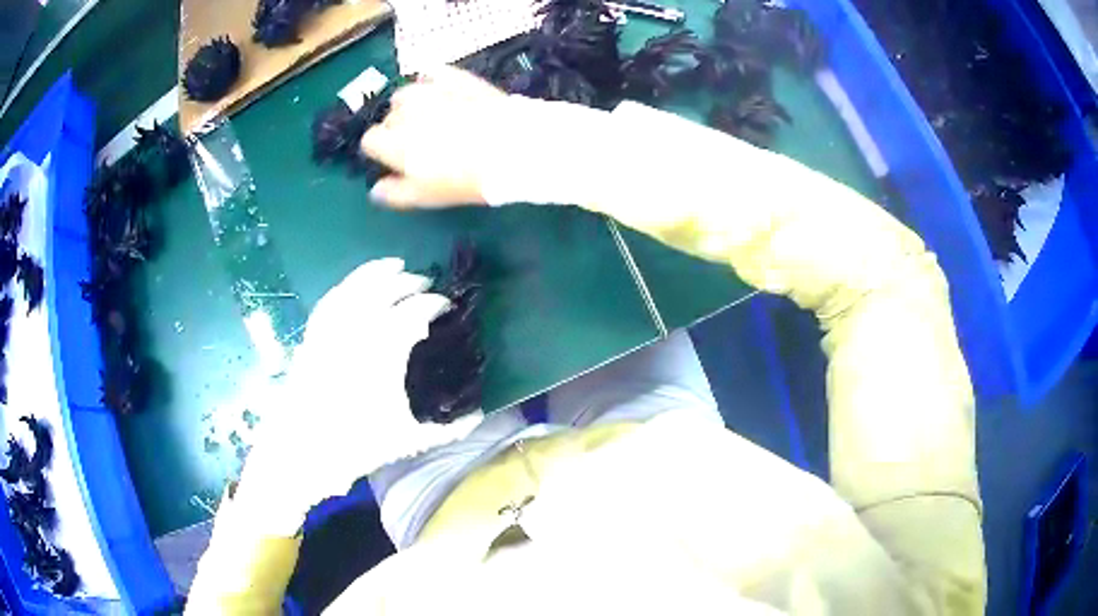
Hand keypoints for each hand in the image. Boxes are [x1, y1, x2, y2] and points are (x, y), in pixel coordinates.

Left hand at [236, 258, 481, 532]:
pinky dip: (346, 287)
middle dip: (409, 282)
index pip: (415, 312)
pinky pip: (331, 300)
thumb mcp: (408, 441)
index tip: (445, 305)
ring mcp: (331, 330)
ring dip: (377, 272)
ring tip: (394, 265)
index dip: (433, 303)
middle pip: (386, 290)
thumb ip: (448, 430)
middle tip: (425, 283)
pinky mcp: (312, 336)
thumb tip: (480, 416)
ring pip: (355, 287)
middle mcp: (357, 331)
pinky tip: (353, 286)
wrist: (303, 451)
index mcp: (385, 351)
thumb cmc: (356, 445)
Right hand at [360, 65, 616, 208]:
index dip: (382, 150)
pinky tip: (443, 91)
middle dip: (398, 129)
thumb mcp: (427, 197)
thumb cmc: (467, 179)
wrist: (515, 148)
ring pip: (406, 94)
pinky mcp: (455, 76)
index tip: (397, 158)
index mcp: (394, 143)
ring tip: (434, 117)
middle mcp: (405, 112)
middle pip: (389, 117)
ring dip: (412, 105)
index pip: (370, 140)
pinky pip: (431, 72)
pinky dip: (431, 80)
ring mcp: (430, 90)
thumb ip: (395, 193)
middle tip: (423, 143)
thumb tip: (375, 190)